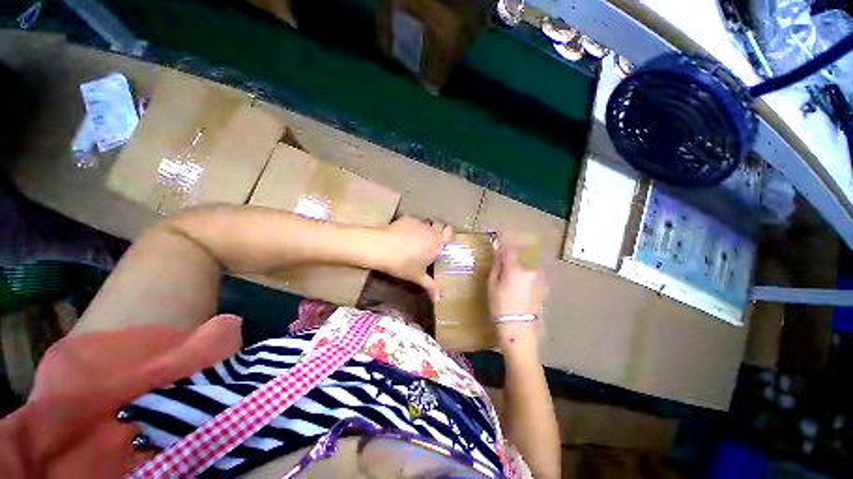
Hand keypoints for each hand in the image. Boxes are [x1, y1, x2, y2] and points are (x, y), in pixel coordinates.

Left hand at [377, 217, 452, 302]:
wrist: (382, 248)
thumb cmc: (403, 265)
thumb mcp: (417, 277)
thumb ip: (431, 287)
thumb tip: (439, 300)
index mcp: (437, 243)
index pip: (449, 232)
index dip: (448, 234)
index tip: (443, 240)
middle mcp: (431, 230)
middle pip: (438, 226)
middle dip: (436, 232)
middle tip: (428, 243)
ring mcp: (418, 223)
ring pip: (425, 224)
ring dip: (423, 230)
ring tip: (414, 240)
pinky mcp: (406, 218)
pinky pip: (413, 222)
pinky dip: (411, 227)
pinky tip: (401, 236)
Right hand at [488, 234, 547, 347]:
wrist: (519, 327)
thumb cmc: (500, 306)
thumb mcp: (492, 285)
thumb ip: (497, 266)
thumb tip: (498, 253)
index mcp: (515, 268)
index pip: (509, 248)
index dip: (503, 240)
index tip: (499, 235)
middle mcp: (530, 269)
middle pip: (521, 253)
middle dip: (513, 251)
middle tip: (505, 253)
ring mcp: (539, 277)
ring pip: (529, 262)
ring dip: (522, 260)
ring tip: (514, 265)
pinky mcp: (543, 285)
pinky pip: (534, 271)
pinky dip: (528, 270)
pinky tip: (522, 279)